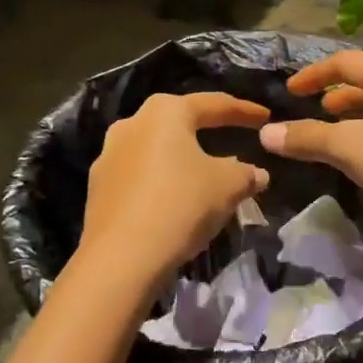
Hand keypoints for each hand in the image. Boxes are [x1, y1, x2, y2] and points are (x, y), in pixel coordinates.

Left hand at [77, 92, 271, 293]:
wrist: (121, 258)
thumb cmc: (181, 205)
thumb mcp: (228, 187)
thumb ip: (246, 174)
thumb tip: (258, 174)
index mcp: (165, 112)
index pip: (213, 104)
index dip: (244, 110)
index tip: (265, 116)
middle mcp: (132, 124)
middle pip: (179, 122)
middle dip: (207, 129)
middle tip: (232, 135)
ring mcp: (108, 156)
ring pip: (156, 149)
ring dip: (181, 157)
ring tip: (204, 172)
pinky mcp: (97, 188)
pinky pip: (139, 175)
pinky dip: (161, 181)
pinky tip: (175, 198)